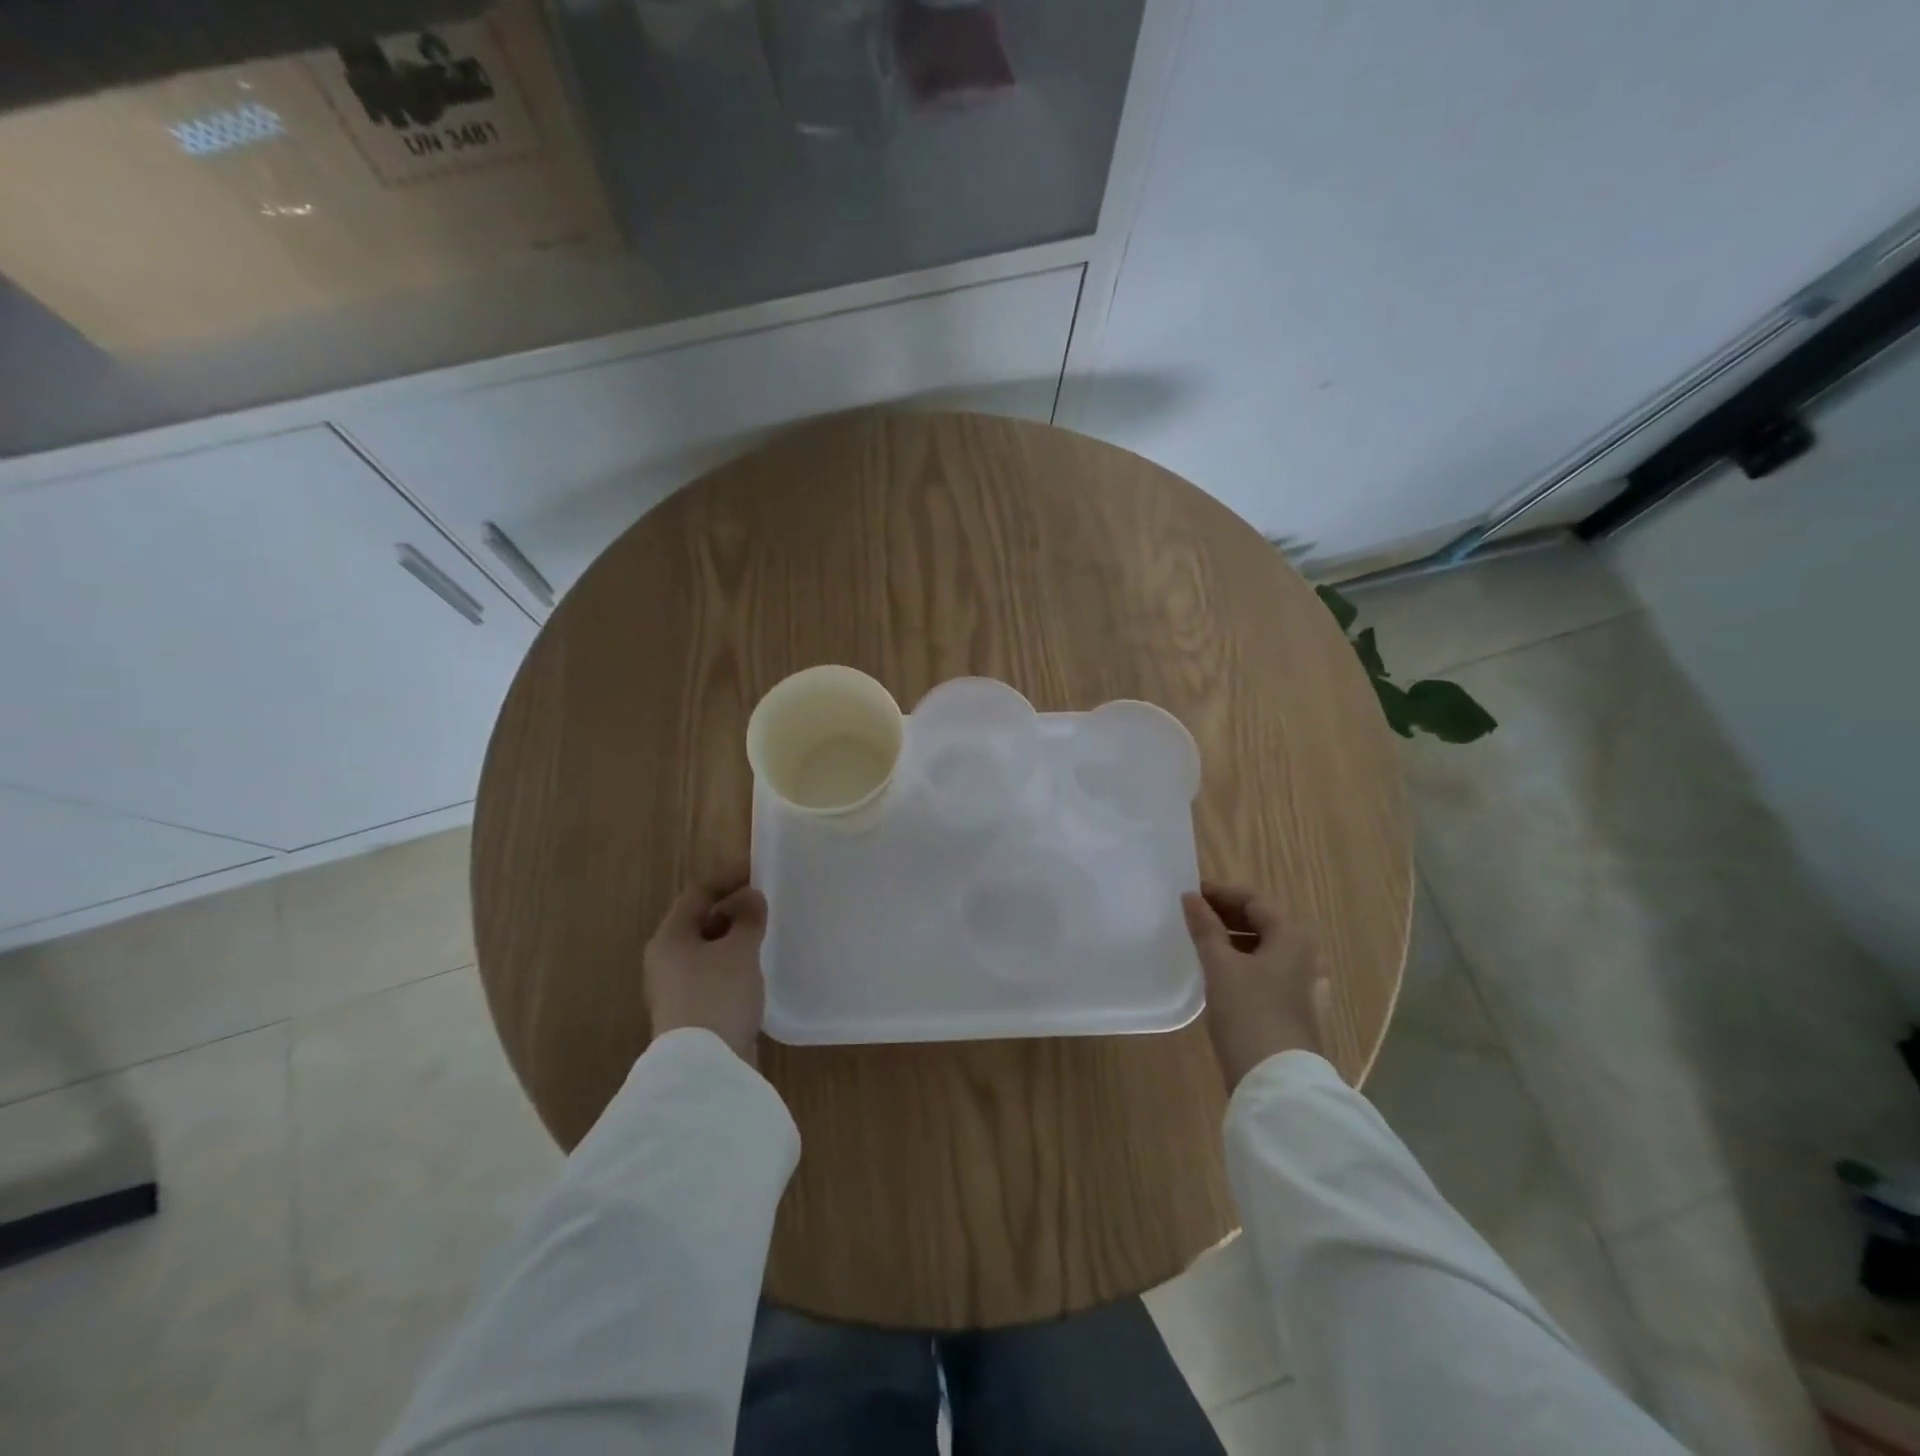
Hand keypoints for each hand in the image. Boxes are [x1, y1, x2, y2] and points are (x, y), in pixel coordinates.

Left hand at [643, 872, 768, 1064]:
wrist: (705, 1067)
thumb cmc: (718, 995)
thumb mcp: (740, 950)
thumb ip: (748, 918)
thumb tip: (751, 896)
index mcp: (669, 938)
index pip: (697, 894)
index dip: (727, 879)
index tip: (757, 874)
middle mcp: (665, 960)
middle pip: (699, 922)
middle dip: (731, 911)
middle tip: (764, 907)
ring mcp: (676, 990)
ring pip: (706, 952)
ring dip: (733, 941)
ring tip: (764, 937)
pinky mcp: (691, 1014)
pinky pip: (713, 977)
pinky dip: (732, 967)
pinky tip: (754, 973)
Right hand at [1181, 880, 1330, 1091]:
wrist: (1275, 1081)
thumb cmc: (1249, 1012)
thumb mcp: (1221, 966)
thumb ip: (1206, 928)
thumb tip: (1191, 898)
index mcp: (1291, 938)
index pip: (1254, 900)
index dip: (1220, 893)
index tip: (1189, 893)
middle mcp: (1301, 956)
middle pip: (1260, 922)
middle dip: (1225, 914)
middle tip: (1189, 914)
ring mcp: (1297, 984)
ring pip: (1259, 947)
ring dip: (1229, 938)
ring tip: (1197, 939)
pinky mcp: (1288, 1007)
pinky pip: (1260, 970)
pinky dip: (1237, 961)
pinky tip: (1214, 971)